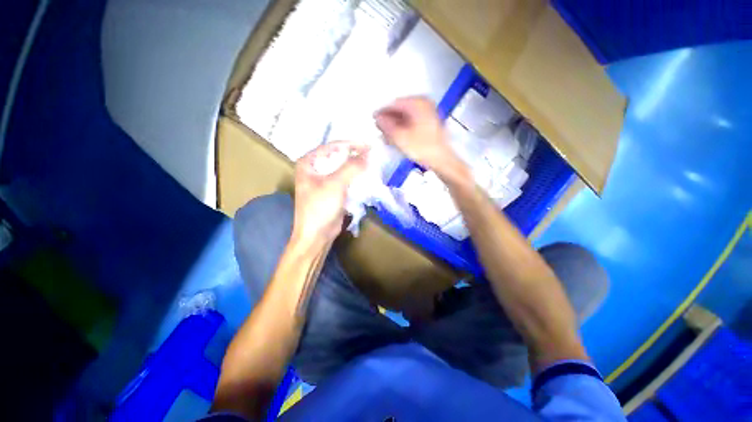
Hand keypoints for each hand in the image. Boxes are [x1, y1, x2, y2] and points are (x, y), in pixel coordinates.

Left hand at [292, 141, 368, 247]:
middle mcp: (315, 169)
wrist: (316, 236)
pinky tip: (366, 178)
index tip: (369, 146)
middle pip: (338, 157)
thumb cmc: (320, 208)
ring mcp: (324, 181)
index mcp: (309, 163)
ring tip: (372, 166)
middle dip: (355, 157)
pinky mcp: (332, 191)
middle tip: (372, 156)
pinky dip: (355, 179)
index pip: (332, 147)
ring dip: (357, 168)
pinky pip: (346, 180)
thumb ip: (352, 167)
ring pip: (343, 169)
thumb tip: (368, 153)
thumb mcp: (335, 184)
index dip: (351, 145)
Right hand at [375, 96, 466, 179]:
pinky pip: (412, 123)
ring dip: (395, 126)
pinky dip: (403, 130)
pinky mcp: (429, 125)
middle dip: (389, 120)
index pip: (394, 103)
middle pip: (400, 110)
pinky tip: (396, 138)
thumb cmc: (424, 149)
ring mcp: (428, 114)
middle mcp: (425, 105)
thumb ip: (386, 126)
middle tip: (379, 128)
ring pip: (405, 118)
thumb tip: (378, 118)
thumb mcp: (400, 137)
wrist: (441, 160)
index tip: (374, 119)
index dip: (382, 112)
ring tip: (386, 136)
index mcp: (418, 103)